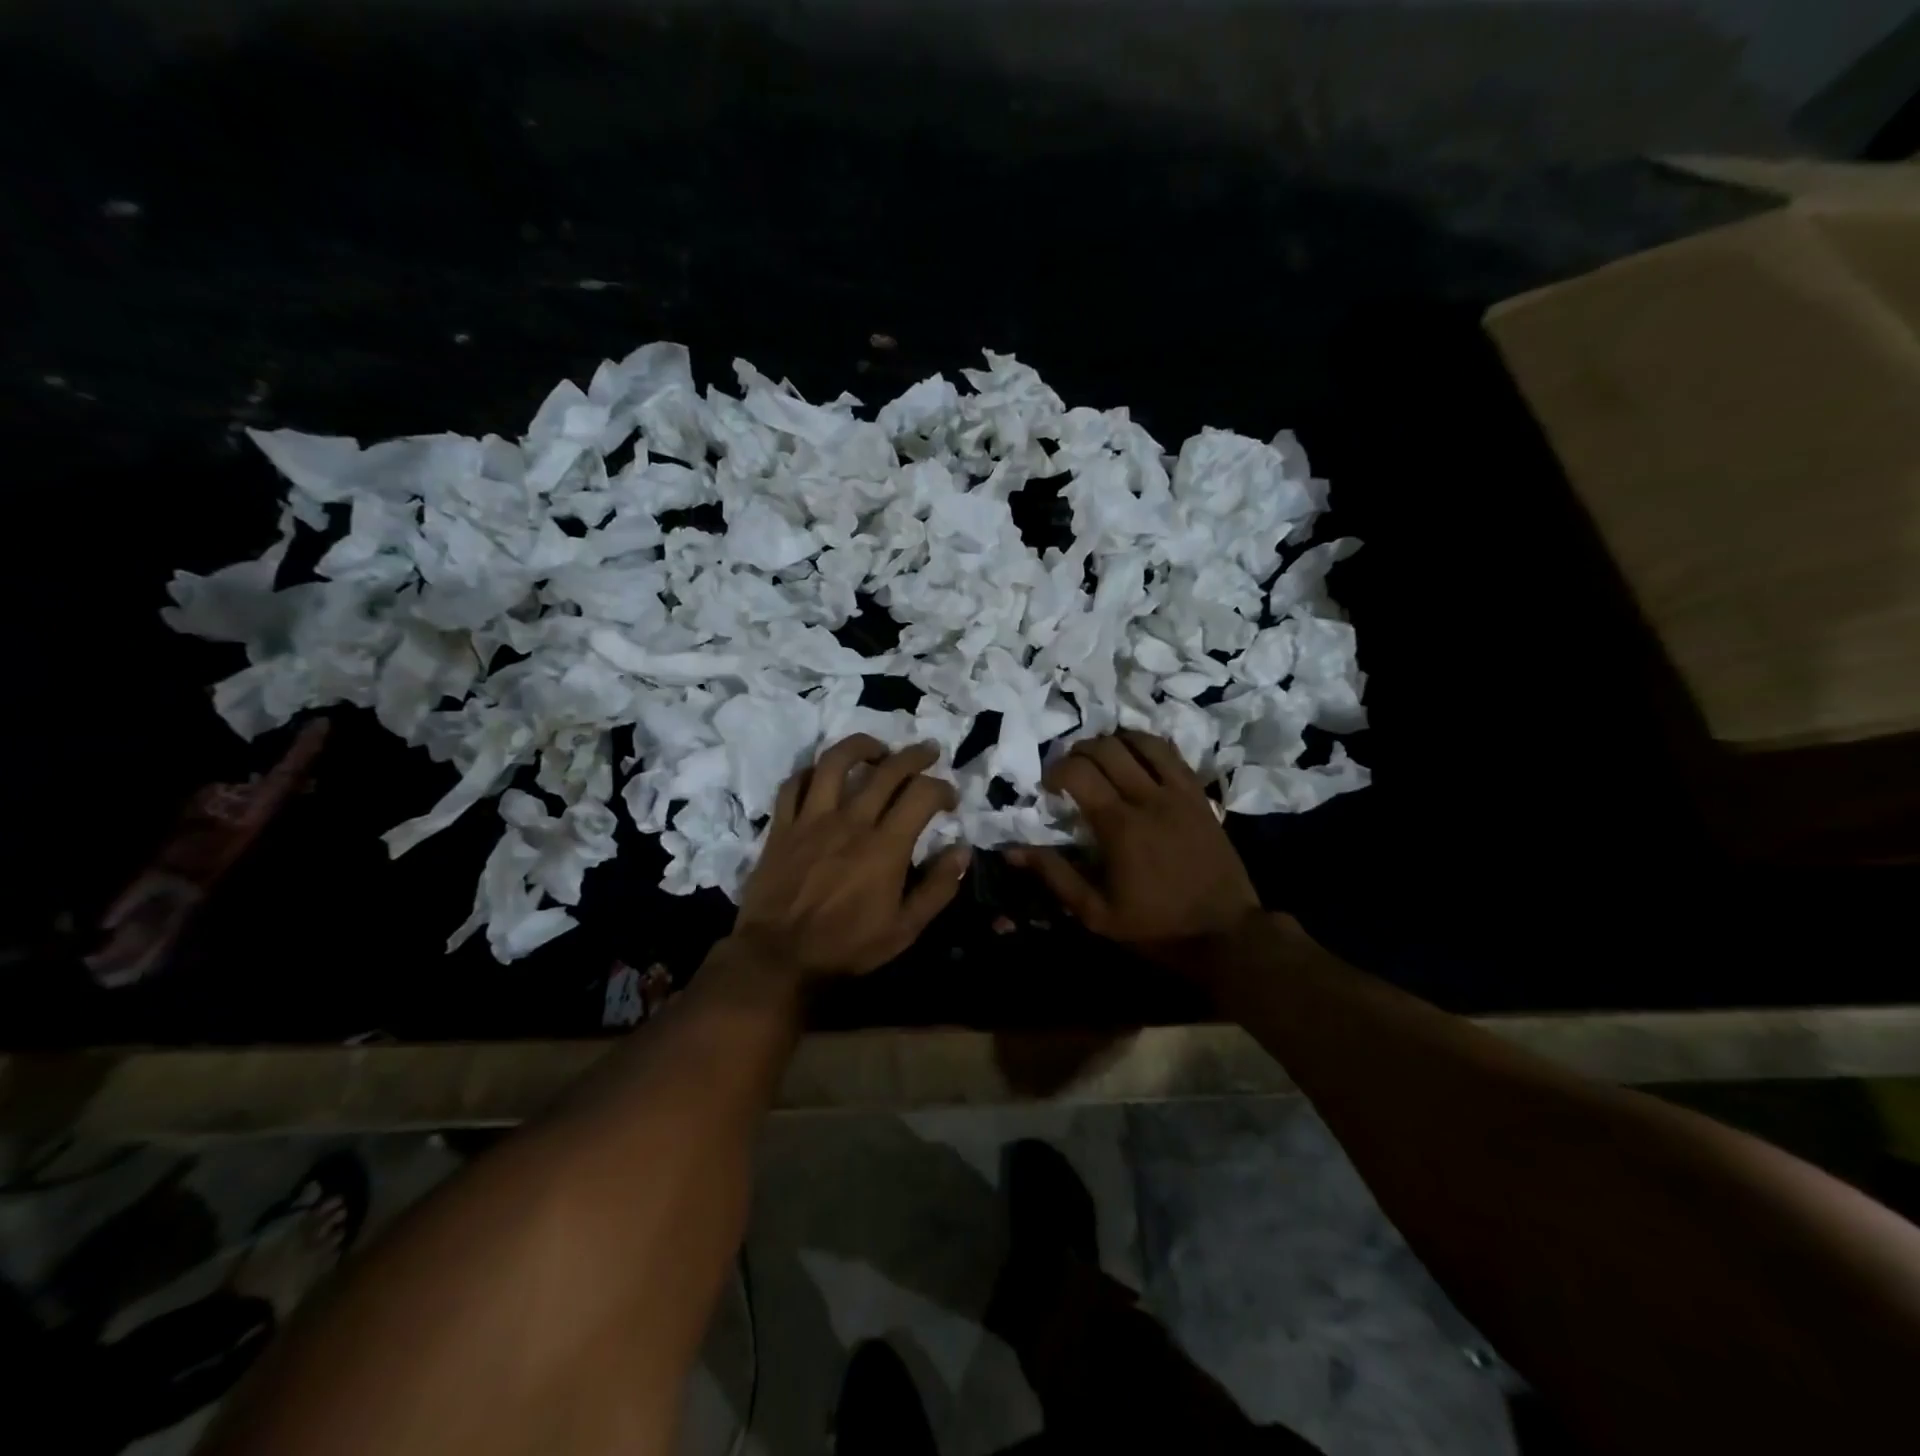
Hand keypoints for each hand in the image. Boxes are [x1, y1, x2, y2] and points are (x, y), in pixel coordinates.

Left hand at [727, 735, 970, 981]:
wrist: (778, 957)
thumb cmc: (846, 945)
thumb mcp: (905, 929)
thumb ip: (937, 888)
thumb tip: (962, 851)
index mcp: (886, 846)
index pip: (922, 794)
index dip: (942, 788)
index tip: (949, 798)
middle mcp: (851, 821)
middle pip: (887, 769)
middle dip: (914, 755)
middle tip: (928, 753)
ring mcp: (812, 819)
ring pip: (835, 762)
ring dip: (860, 746)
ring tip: (876, 749)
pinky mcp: (782, 826)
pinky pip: (793, 785)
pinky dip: (810, 772)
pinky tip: (822, 775)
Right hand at [1008, 731, 1260, 958]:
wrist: (1225, 933)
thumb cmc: (1156, 927)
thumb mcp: (1096, 914)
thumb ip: (1055, 876)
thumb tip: (1013, 850)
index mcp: (1120, 827)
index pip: (1079, 773)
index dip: (1055, 770)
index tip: (1048, 787)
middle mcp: (1149, 799)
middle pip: (1107, 748)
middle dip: (1079, 751)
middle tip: (1071, 772)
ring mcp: (1179, 793)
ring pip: (1142, 742)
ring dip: (1114, 742)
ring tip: (1102, 758)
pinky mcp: (1200, 796)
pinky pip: (1172, 754)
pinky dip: (1148, 746)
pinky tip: (1137, 757)